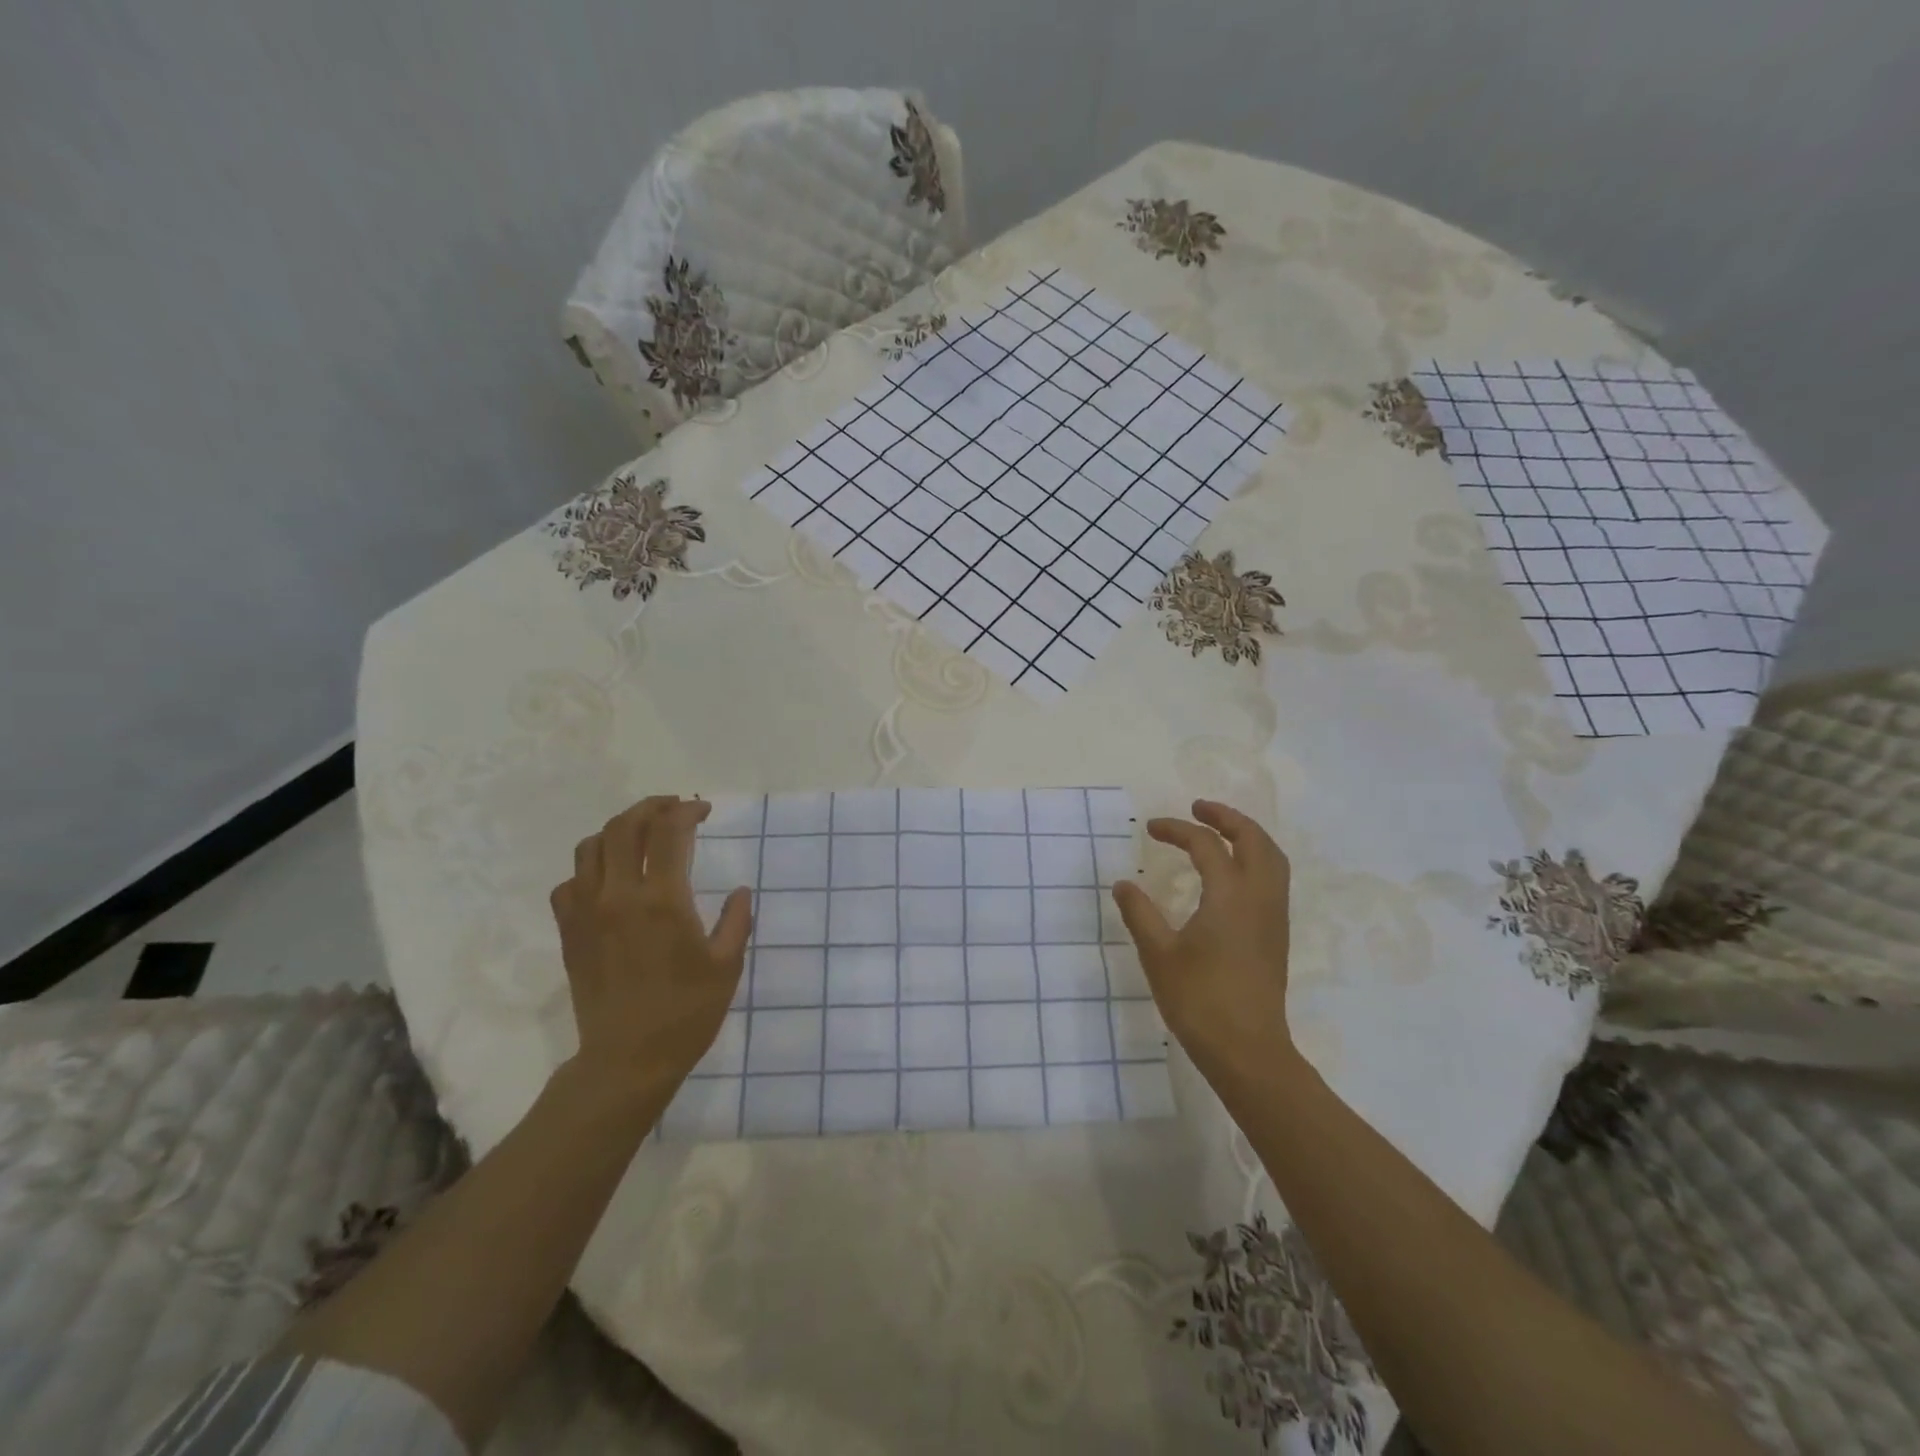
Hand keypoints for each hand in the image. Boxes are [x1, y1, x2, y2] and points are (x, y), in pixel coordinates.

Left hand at [549, 796, 752, 1101]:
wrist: (628, 1059)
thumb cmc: (686, 1012)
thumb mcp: (726, 965)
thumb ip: (737, 920)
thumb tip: (742, 891)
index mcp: (663, 900)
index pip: (669, 832)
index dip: (687, 812)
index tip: (704, 811)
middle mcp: (619, 896)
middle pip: (624, 827)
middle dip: (651, 807)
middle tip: (673, 809)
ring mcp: (587, 912)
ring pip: (590, 847)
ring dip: (618, 831)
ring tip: (640, 836)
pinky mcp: (570, 932)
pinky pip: (569, 883)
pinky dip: (589, 868)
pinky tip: (608, 880)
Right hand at [1111, 800, 1294, 1085]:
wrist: (1248, 1050)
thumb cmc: (1199, 1000)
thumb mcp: (1158, 954)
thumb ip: (1140, 913)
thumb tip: (1124, 883)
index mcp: (1230, 895)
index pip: (1206, 844)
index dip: (1177, 829)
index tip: (1150, 828)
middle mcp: (1258, 897)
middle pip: (1254, 840)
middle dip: (1226, 817)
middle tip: (1197, 808)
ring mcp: (1273, 916)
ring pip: (1272, 858)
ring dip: (1247, 836)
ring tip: (1219, 832)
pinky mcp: (1276, 935)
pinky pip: (1273, 879)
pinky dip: (1255, 859)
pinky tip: (1232, 873)